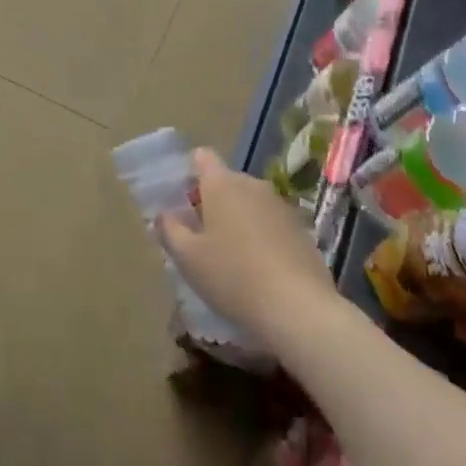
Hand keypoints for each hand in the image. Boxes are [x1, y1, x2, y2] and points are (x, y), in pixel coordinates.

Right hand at [159, 149, 338, 350]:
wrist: (298, 308)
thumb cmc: (232, 276)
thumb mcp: (187, 258)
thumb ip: (169, 230)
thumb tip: (164, 214)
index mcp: (222, 184)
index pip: (202, 157)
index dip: (189, 174)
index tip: (181, 203)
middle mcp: (253, 185)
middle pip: (225, 182)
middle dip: (211, 202)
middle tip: (199, 238)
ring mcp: (281, 206)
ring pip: (249, 203)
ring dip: (236, 220)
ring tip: (228, 257)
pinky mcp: (301, 229)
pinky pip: (271, 223)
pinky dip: (260, 236)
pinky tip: (258, 270)